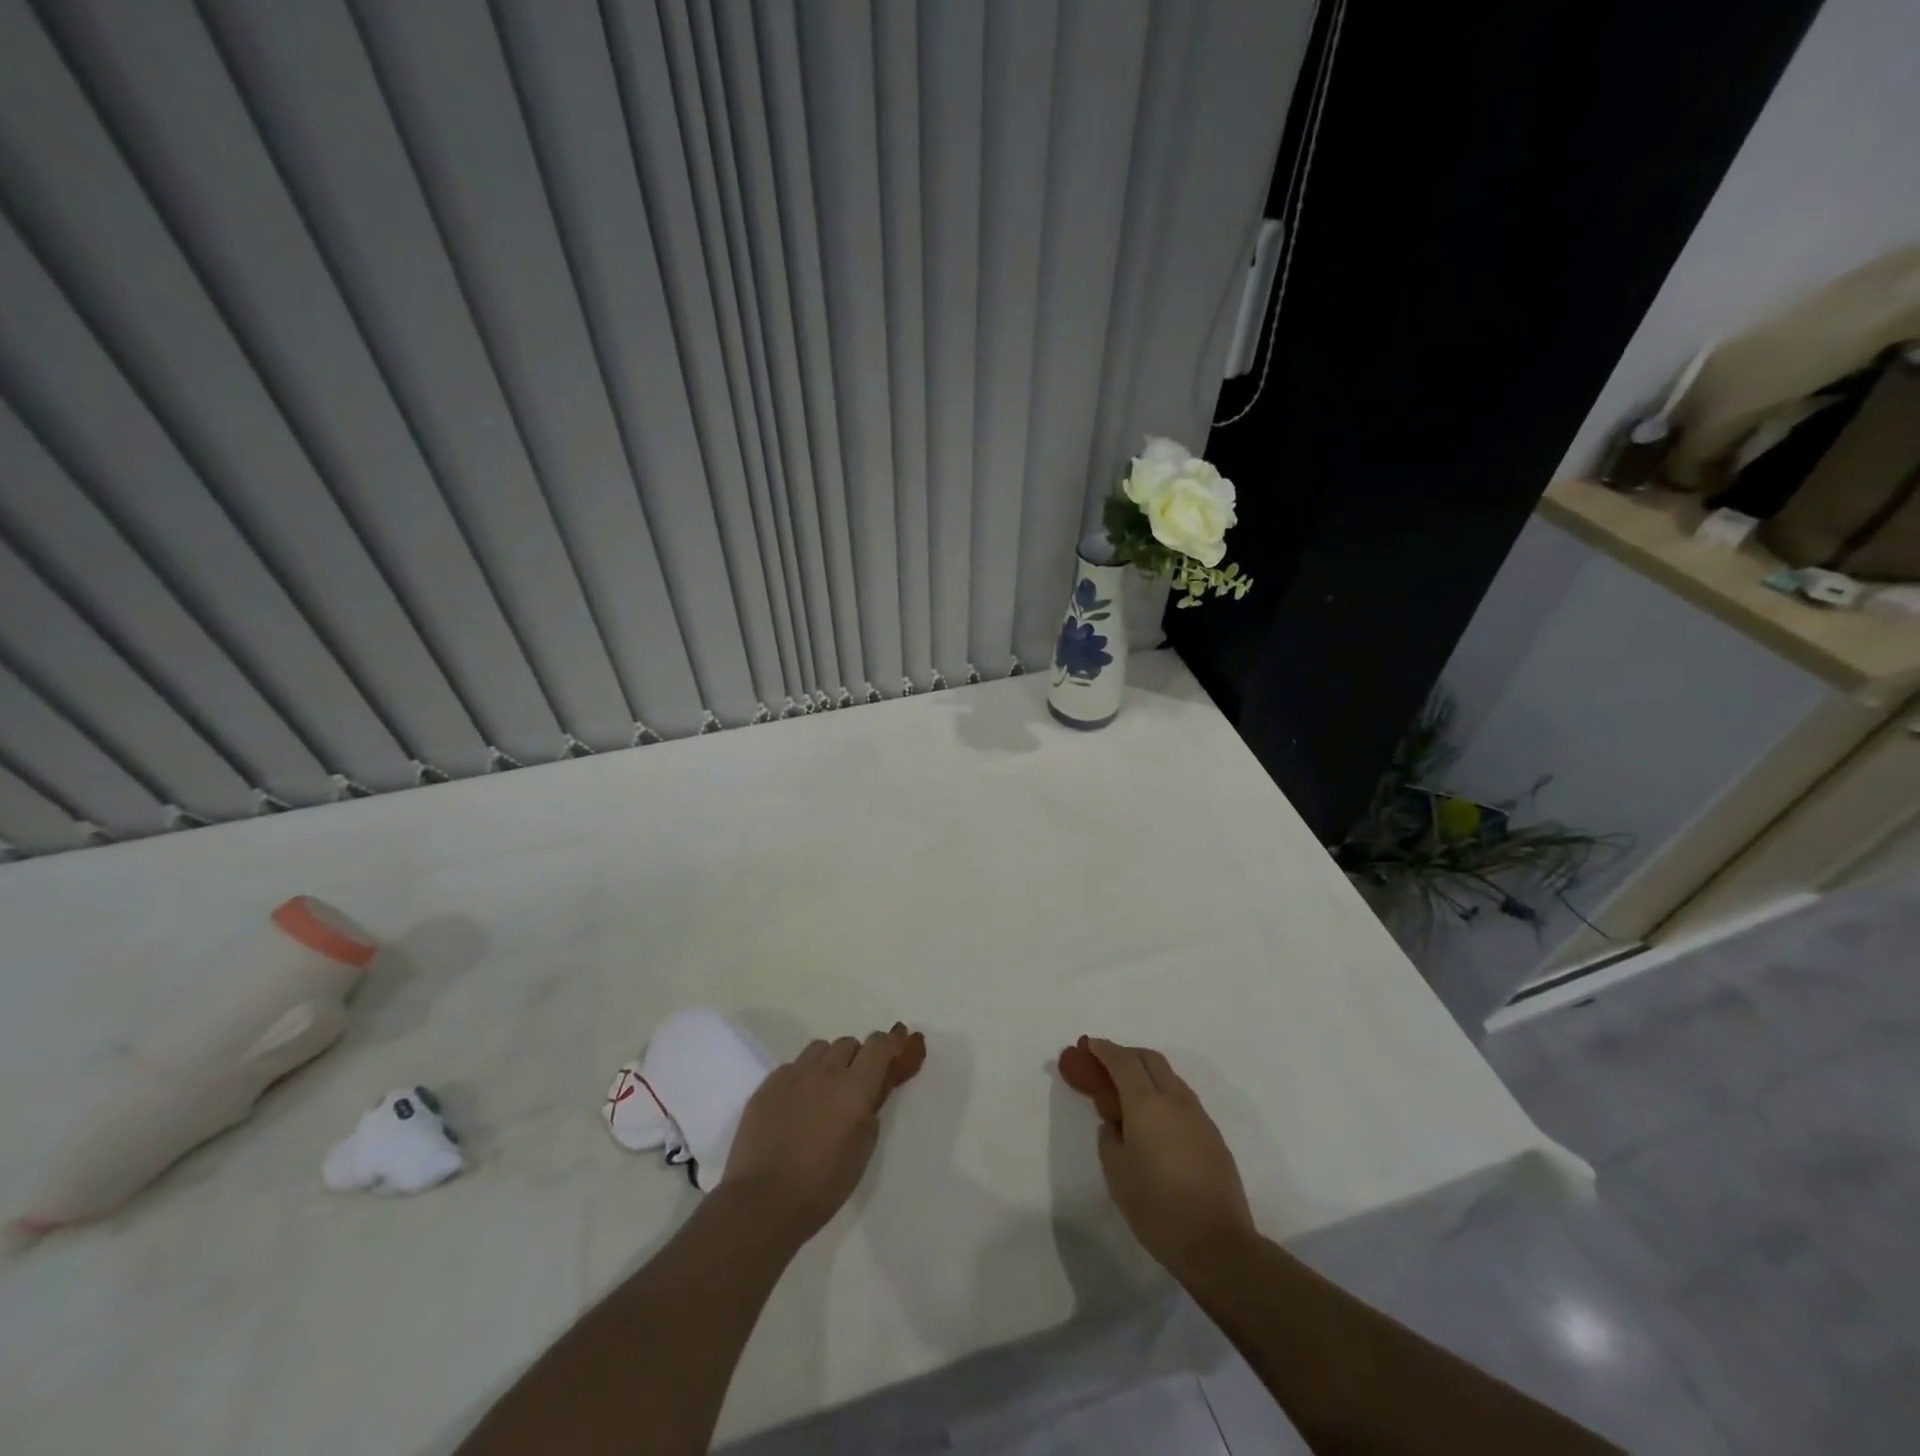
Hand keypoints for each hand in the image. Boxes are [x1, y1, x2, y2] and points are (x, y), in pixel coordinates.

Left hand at [724, 1023, 925, 1243]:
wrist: (761, 1202)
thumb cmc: (821, 1186)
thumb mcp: (861, 1154)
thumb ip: (869, 1116)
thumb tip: (867, 1098)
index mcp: (854, 1089)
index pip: (878, 1046)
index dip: (890, 1042)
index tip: (897, 1044)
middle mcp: (825, 1072)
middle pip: (848, 1043)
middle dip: (857, 1057)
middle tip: (854, 1084)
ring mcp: (792, 1075)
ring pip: (819, 1049)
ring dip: (828, 1062)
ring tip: (823, 1091)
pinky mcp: (767, 1085)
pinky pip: (792, 1067)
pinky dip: (801, 1077)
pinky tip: (795, 1105)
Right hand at [1062, 1037, 1253, 1279]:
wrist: (1217, 1244)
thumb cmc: (1157, 1207)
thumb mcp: (1116, 1171)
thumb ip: (1110, 1136)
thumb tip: (1117, 1122)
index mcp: (1147, 1103)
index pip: (1123, 1061)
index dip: (1103, 1049)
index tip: (1088, 1045)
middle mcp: (1175, 1099)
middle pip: (1150, 1059)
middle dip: (1126, 1054)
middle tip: (1106, 1066)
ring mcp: (1198, 1116)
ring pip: (1169, 1077)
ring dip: (1147, 1074)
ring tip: (1128, 1094)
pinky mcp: (1212, 1135)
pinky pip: (1182, 1099)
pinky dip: (1162, 1095)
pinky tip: (1154, 1121)